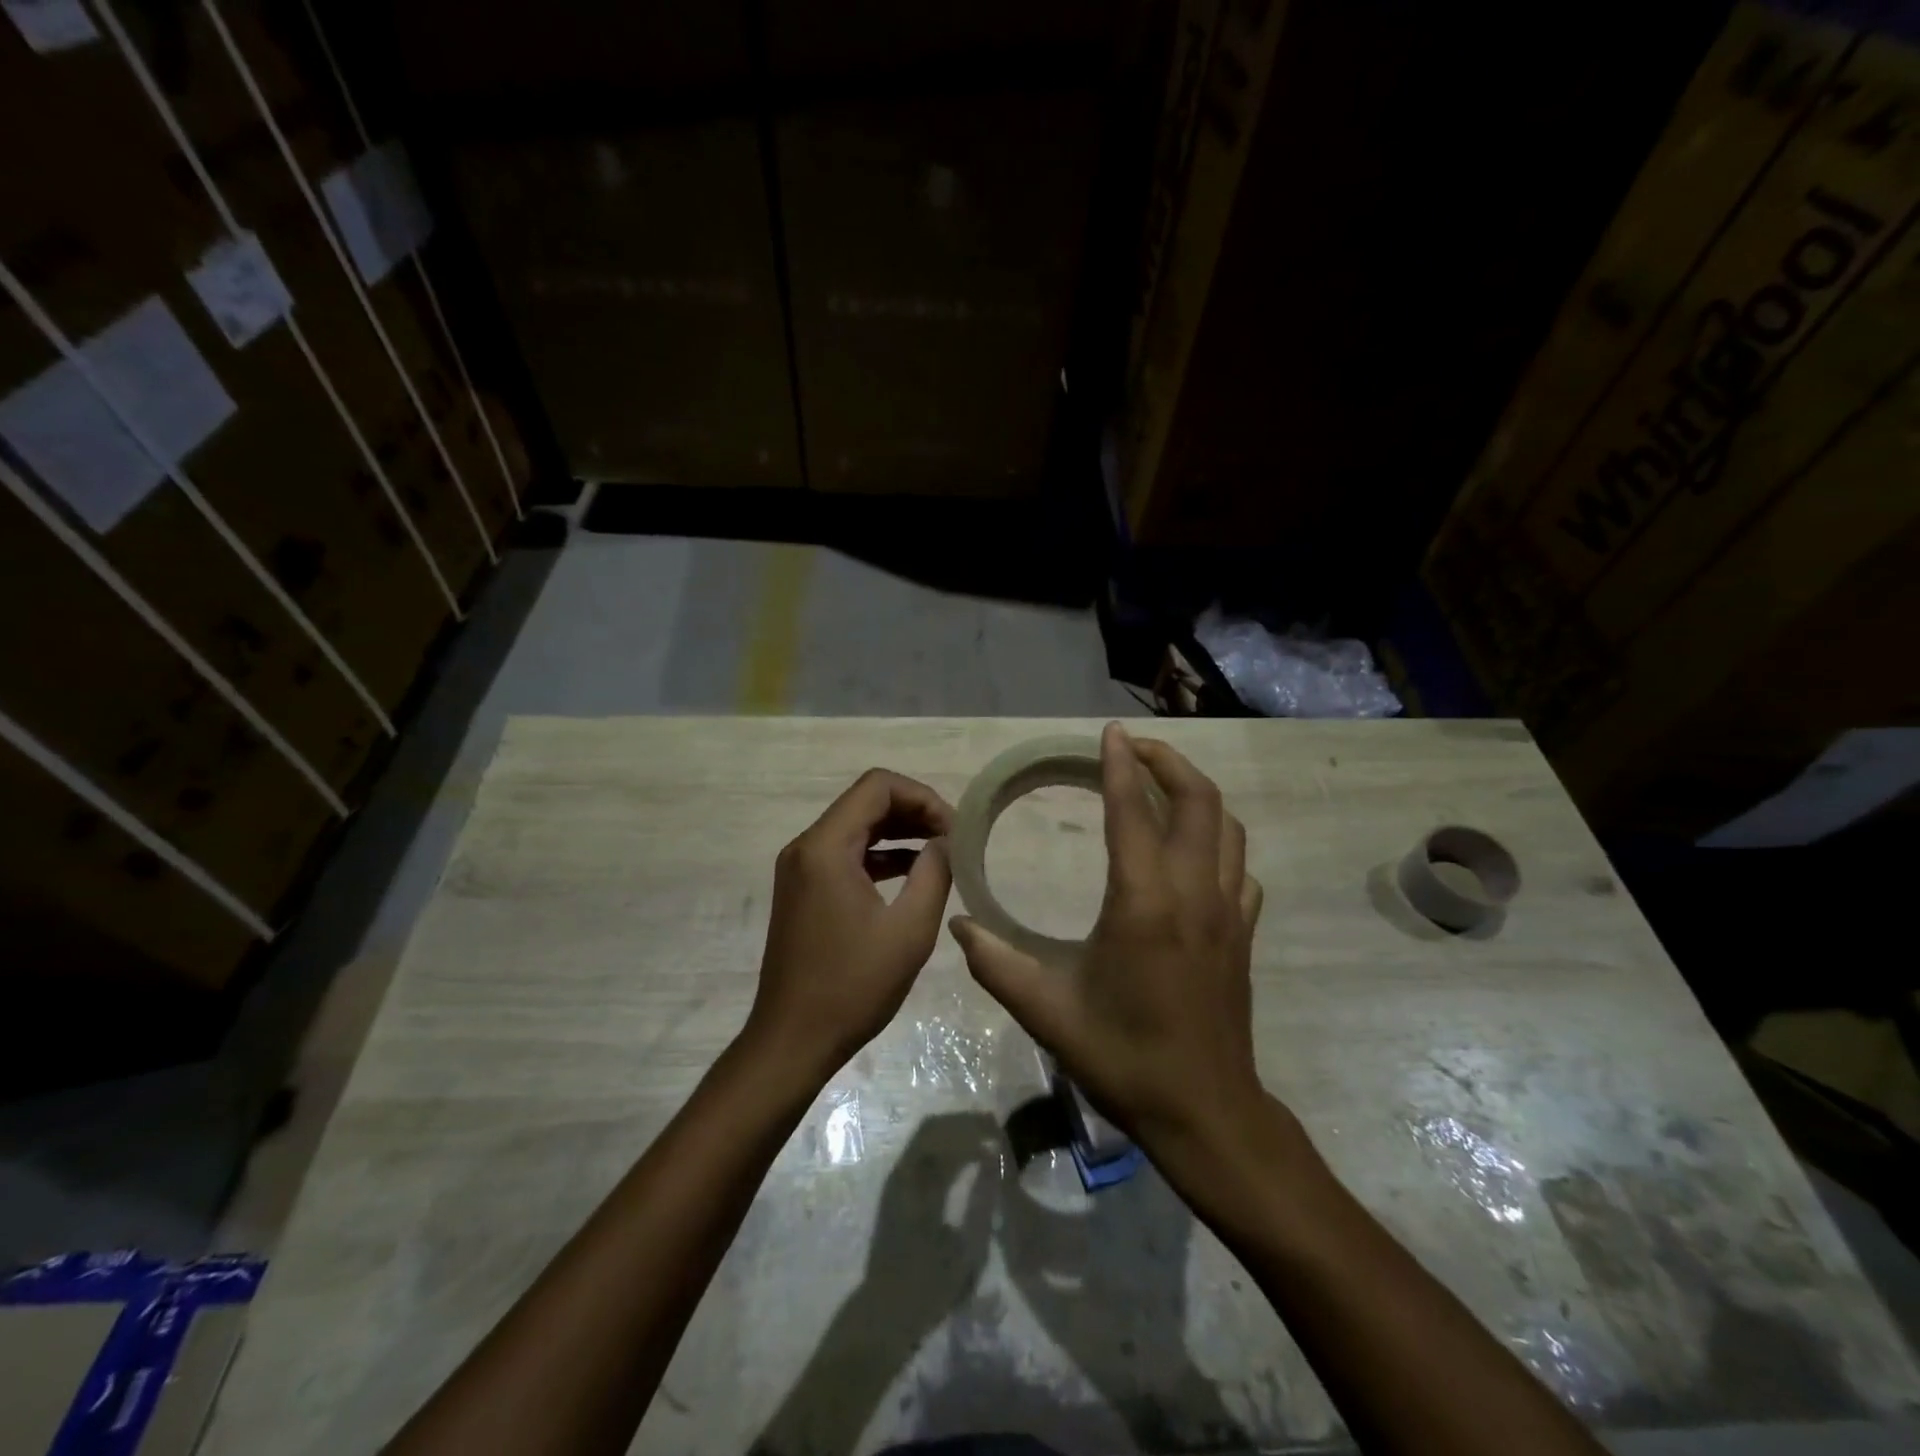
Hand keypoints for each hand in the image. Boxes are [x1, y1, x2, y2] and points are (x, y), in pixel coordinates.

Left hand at [747, 769, 954, 1076]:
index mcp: (825, 847)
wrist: (792, 1041)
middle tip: (953, 838)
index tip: (954, 829)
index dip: (922, 797)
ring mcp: (800, 869)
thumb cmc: (852, 986)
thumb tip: (947, 842)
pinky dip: (880, 855)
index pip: (878, 786)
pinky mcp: (803, 890)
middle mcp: (806, 847)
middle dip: (914, 812)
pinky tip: (913, 873)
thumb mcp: (909, 930)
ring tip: (942, 852)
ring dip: (899, 832)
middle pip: (865, 802)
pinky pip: (845, 854)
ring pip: (856, 827)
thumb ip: (935, 873)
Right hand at [951, 724, 1264, 1154]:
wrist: (1205, 1112)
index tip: (1110, 733)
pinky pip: (1239, 867)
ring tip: (1161, 787)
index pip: (1133, 811)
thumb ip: (995, 962)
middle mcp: (1194, 894)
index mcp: (1144, 903)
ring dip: (1196, 795)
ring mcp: (1229, 912)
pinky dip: (1217, 842)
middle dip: (1169, 762)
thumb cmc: (1124, 1056)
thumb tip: (957, 923)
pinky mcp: (1244, 933)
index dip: (1119, 765)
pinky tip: (1191, 854)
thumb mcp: (1046, 1011)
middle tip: (1134, 749)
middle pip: (1199, 801)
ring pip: (1227, 828)